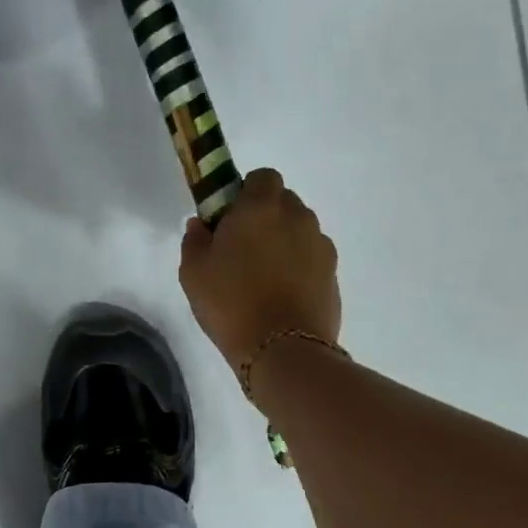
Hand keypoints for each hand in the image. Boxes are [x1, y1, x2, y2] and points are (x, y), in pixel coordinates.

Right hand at [179, 169, 340, 373]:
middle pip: (284, 202)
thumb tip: (202, 224)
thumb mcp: (193, 272)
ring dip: (285, 241)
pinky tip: (282, 294)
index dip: (246, 192)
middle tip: (243, 247)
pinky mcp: (334, 274)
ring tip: (264, 276)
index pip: (262, 177)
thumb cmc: (231, 303)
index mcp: (261, 206)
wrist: (283, 350)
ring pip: (300, 230)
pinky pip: (312, 257)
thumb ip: (195, 239)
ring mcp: (320, 245)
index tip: (230, 218)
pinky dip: (300, 266)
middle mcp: (297, 217)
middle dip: (266, 216)